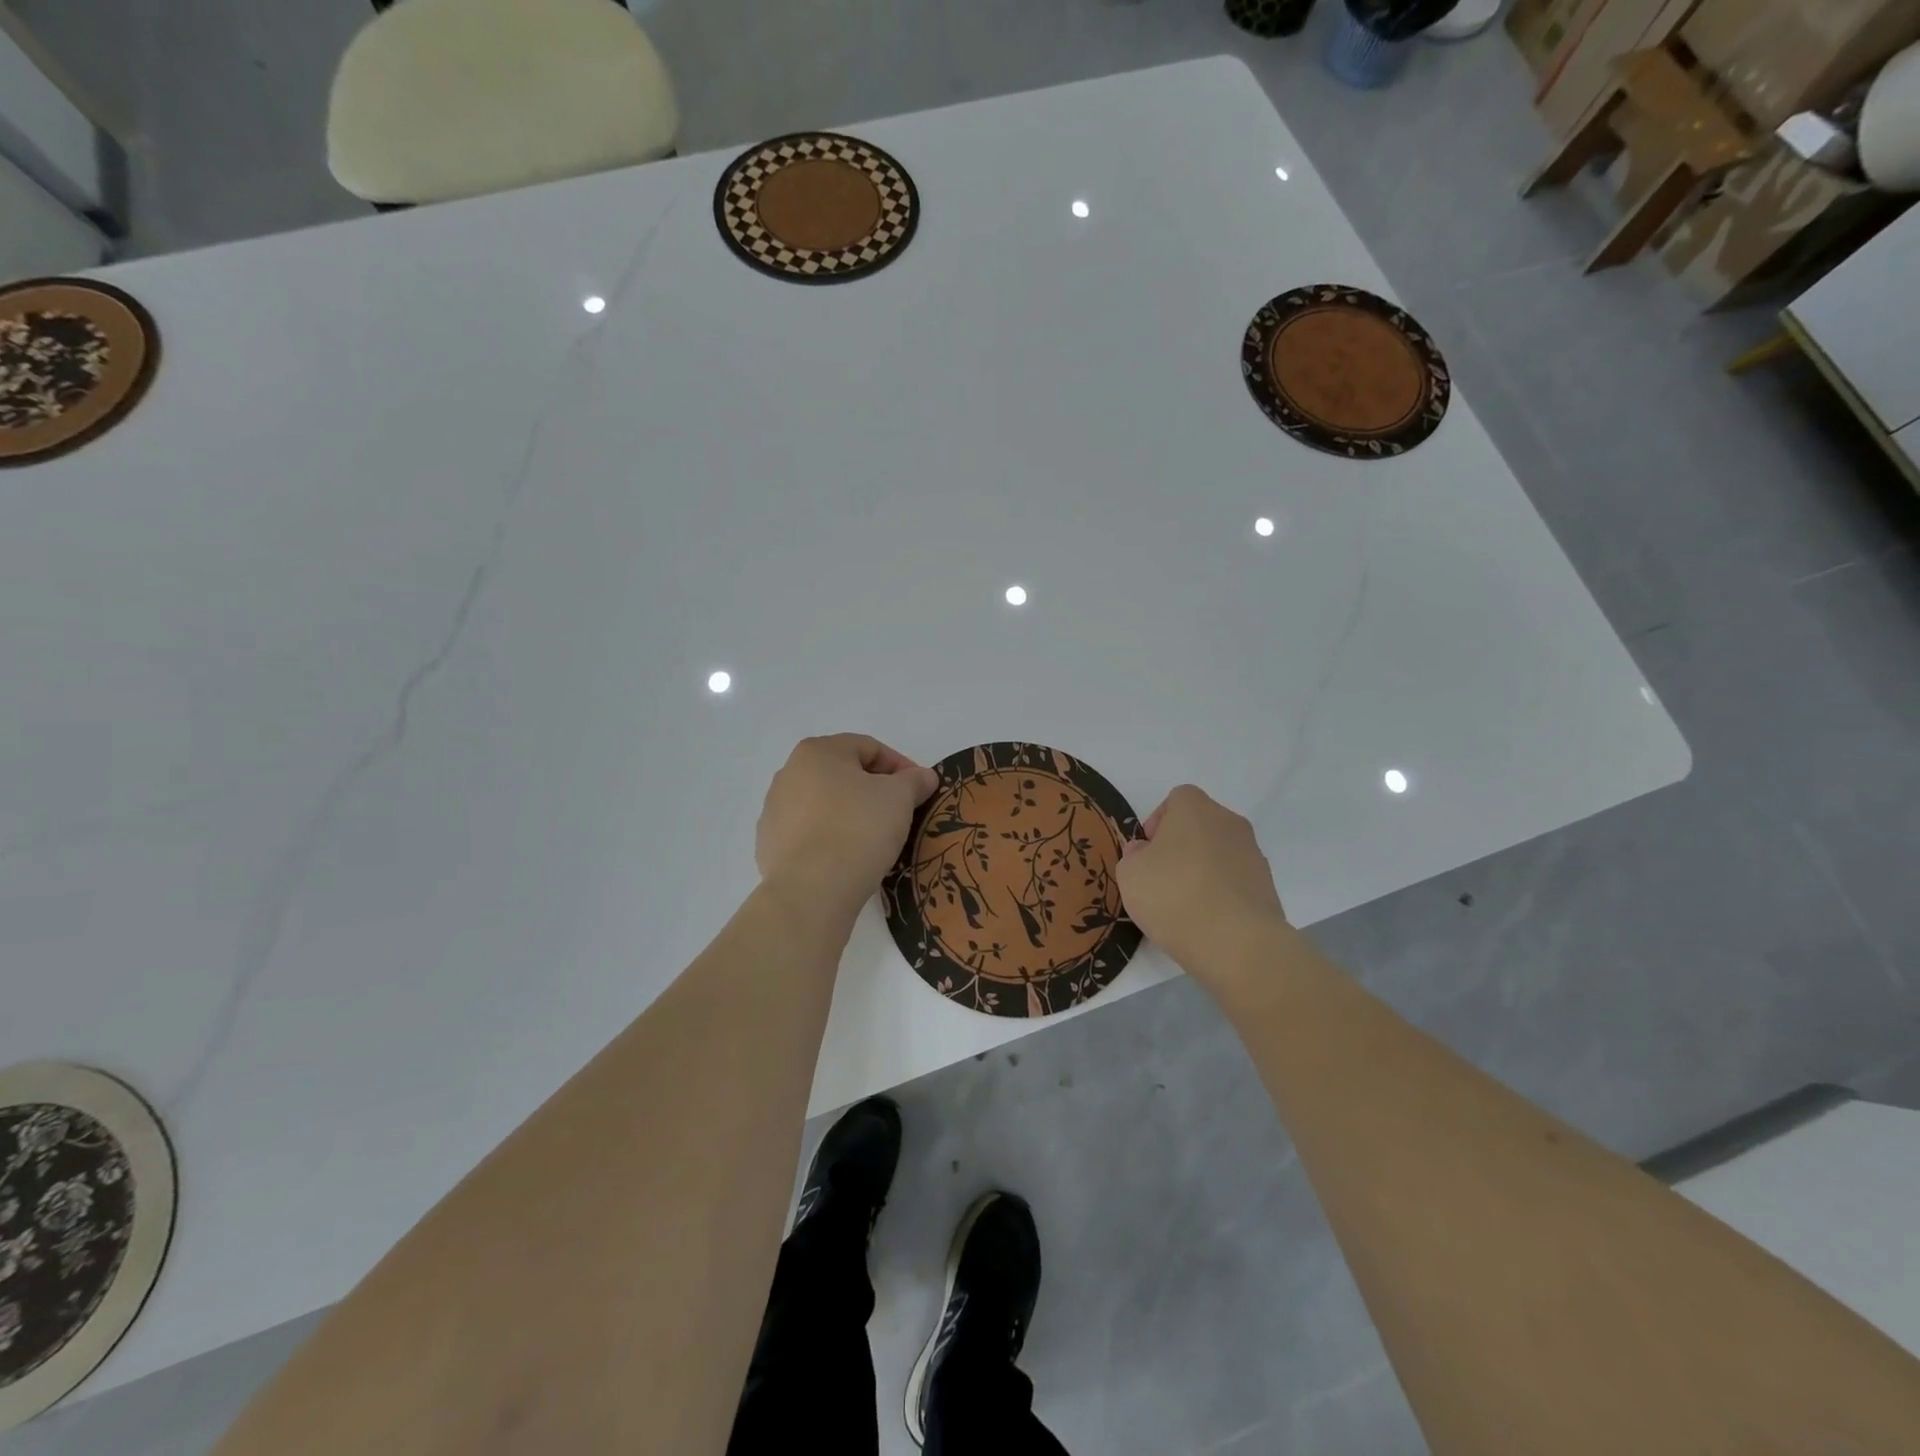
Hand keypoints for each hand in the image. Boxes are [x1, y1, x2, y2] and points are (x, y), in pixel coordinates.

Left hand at [756, 735, 938, 919]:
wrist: (811, 890)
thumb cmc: (858, 829)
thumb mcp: (899, 798)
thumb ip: (914, 780)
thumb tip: (924, 776)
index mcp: (817, 751)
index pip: (869, 747)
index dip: (900, 765)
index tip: (920, 790)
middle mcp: (789, 773)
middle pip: (843, 774)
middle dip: (875, 790)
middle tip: (900, 813)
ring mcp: (775, 810)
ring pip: (825, 804)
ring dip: (852, 814)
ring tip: (876, 839)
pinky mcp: (770, 845)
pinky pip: (810, 833)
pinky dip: (831, 838)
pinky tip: (849, 858)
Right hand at [1115, 785, 1290, 980]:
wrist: (1238, 944)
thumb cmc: (1174, 897)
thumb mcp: (1130, 875)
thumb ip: (1133, 856)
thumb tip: (1146, 852)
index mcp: (1195, 809)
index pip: (1177, 798)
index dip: (1159, 821)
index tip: (1148, 852)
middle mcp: (1229, 822)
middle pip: (1200, 825)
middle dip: (1180, 846)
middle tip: (1162, 878)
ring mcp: (1253, 854)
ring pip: (1219, 853)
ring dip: (1202, 870)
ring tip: (1185, 905)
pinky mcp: (1267, 886)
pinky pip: (1235, 880)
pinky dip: (1221, 892)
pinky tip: (1207, 920)